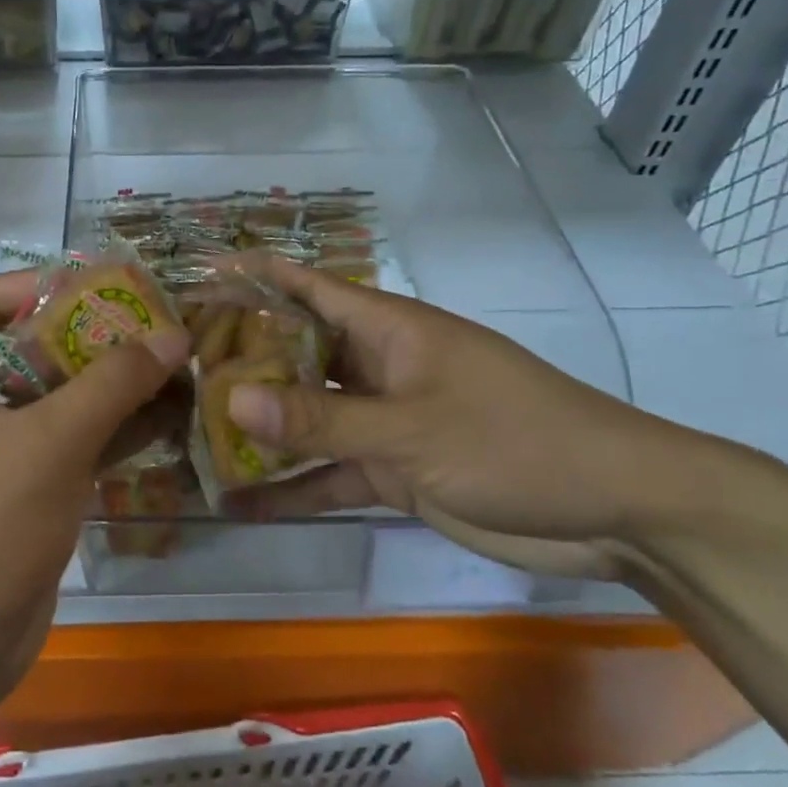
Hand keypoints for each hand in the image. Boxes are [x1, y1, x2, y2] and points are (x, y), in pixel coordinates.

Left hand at [0, 271, 190, 713]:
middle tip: (154, 327)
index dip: (41, 285)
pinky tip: (162, 419)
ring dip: (110, 386)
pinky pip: (68, 444)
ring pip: (56, 400)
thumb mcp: (51, 444)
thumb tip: (172, 333)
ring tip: (170, 366)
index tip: (104, 287)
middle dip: (92, 338)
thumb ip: (112, 384)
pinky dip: (111, 430)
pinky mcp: (23, 491)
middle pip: (30, 350)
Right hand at [223, 258, 708, 579]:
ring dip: (260, 430)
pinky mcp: (395, 471)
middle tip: (173, 371)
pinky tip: (242, 503)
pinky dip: (294, 487)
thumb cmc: (515, 440)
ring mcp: (385, 421)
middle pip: (297, 355)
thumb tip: (231, 399)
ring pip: (308, 418)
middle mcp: (378, 367)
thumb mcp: (411, 429)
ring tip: (191, 437)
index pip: (308, 289)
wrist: (614, 509)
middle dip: (241, 362)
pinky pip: (330, 473)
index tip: (198, 277)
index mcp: (388, 330)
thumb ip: (320, 419)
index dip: (255, 277)